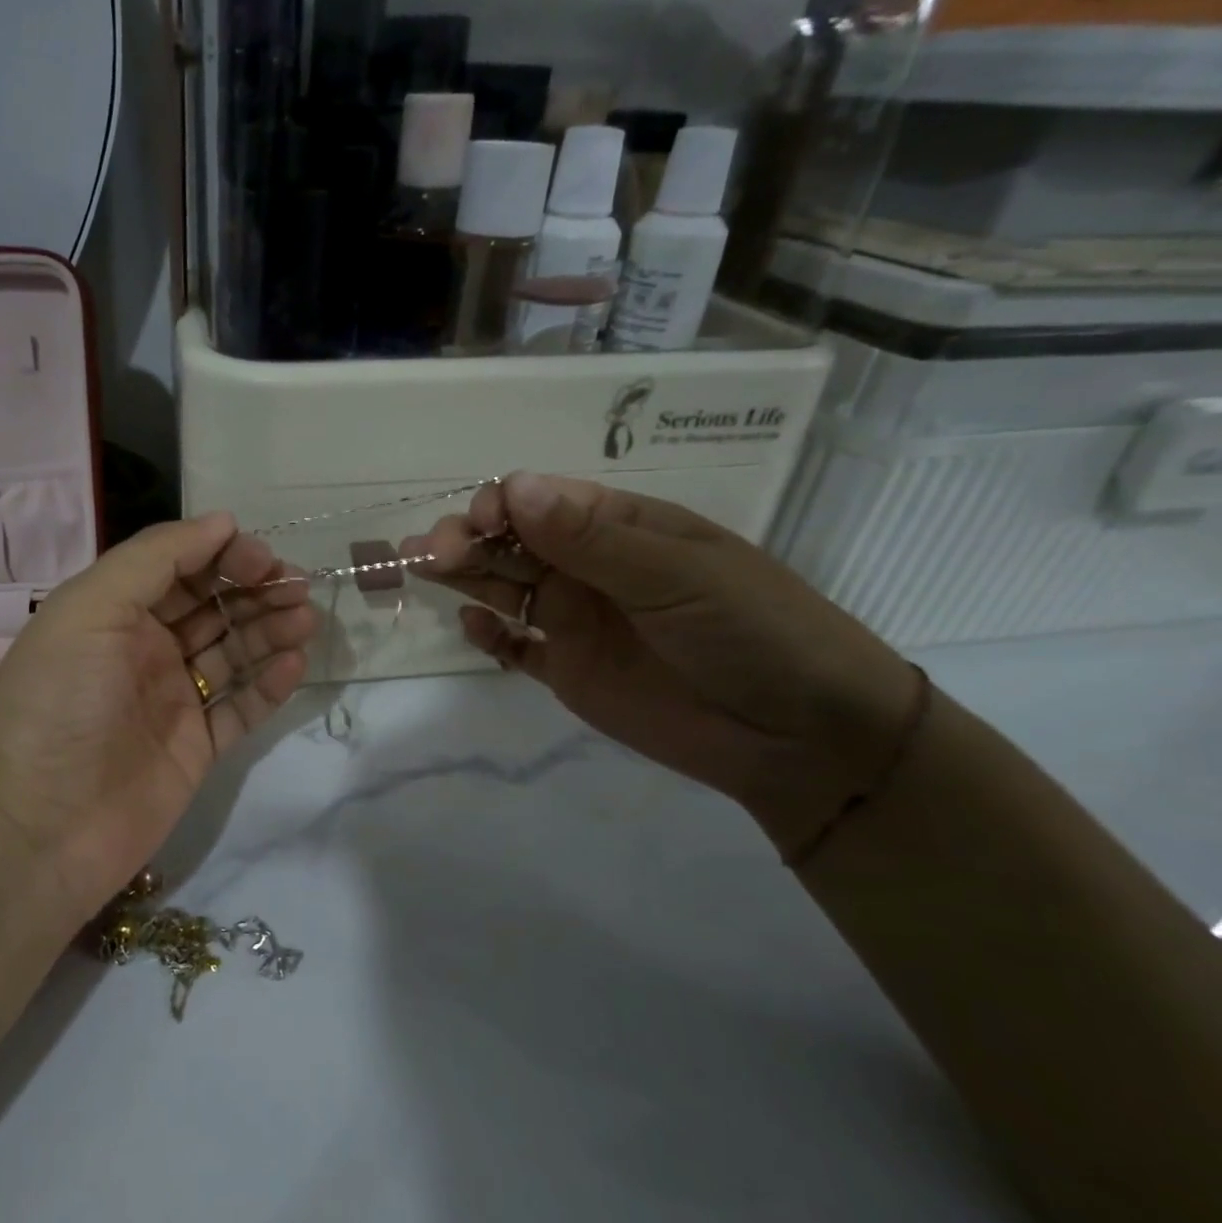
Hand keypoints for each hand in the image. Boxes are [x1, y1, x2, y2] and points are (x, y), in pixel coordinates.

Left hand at [0, 514, 316, 912]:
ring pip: (233, 653)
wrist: (36, 830)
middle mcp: (143, 649)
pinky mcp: (195, 749)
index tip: (263, 559)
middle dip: (256, 589)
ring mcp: (171, 700)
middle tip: (299, 588)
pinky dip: (269, 685)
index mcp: (113, 612)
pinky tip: (295, 665)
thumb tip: (222, 521)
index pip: (179, 567)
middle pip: (212, 606)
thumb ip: (155, 558)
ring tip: (306, 620)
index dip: (223, 556)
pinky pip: (241, 707)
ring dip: (270, 630)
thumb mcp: (91, 609)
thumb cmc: (58, 704)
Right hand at [408, 473, 920, 854]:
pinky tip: (477, 629)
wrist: (801, 736)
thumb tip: (514, 486)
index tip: (477, 524)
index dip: (500, 505)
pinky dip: (491, 636)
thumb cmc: (751, 632)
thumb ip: (591, 538)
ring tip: (422, 571)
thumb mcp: (677, 576)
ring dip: (464, 576)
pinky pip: (516, 647)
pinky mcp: (570, 672)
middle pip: (511, 541)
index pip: (541, 501)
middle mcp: (589, 568)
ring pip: (503, 586)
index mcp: (619, 529)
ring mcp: (576, 620)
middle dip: (467, 538)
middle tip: (430, 553)